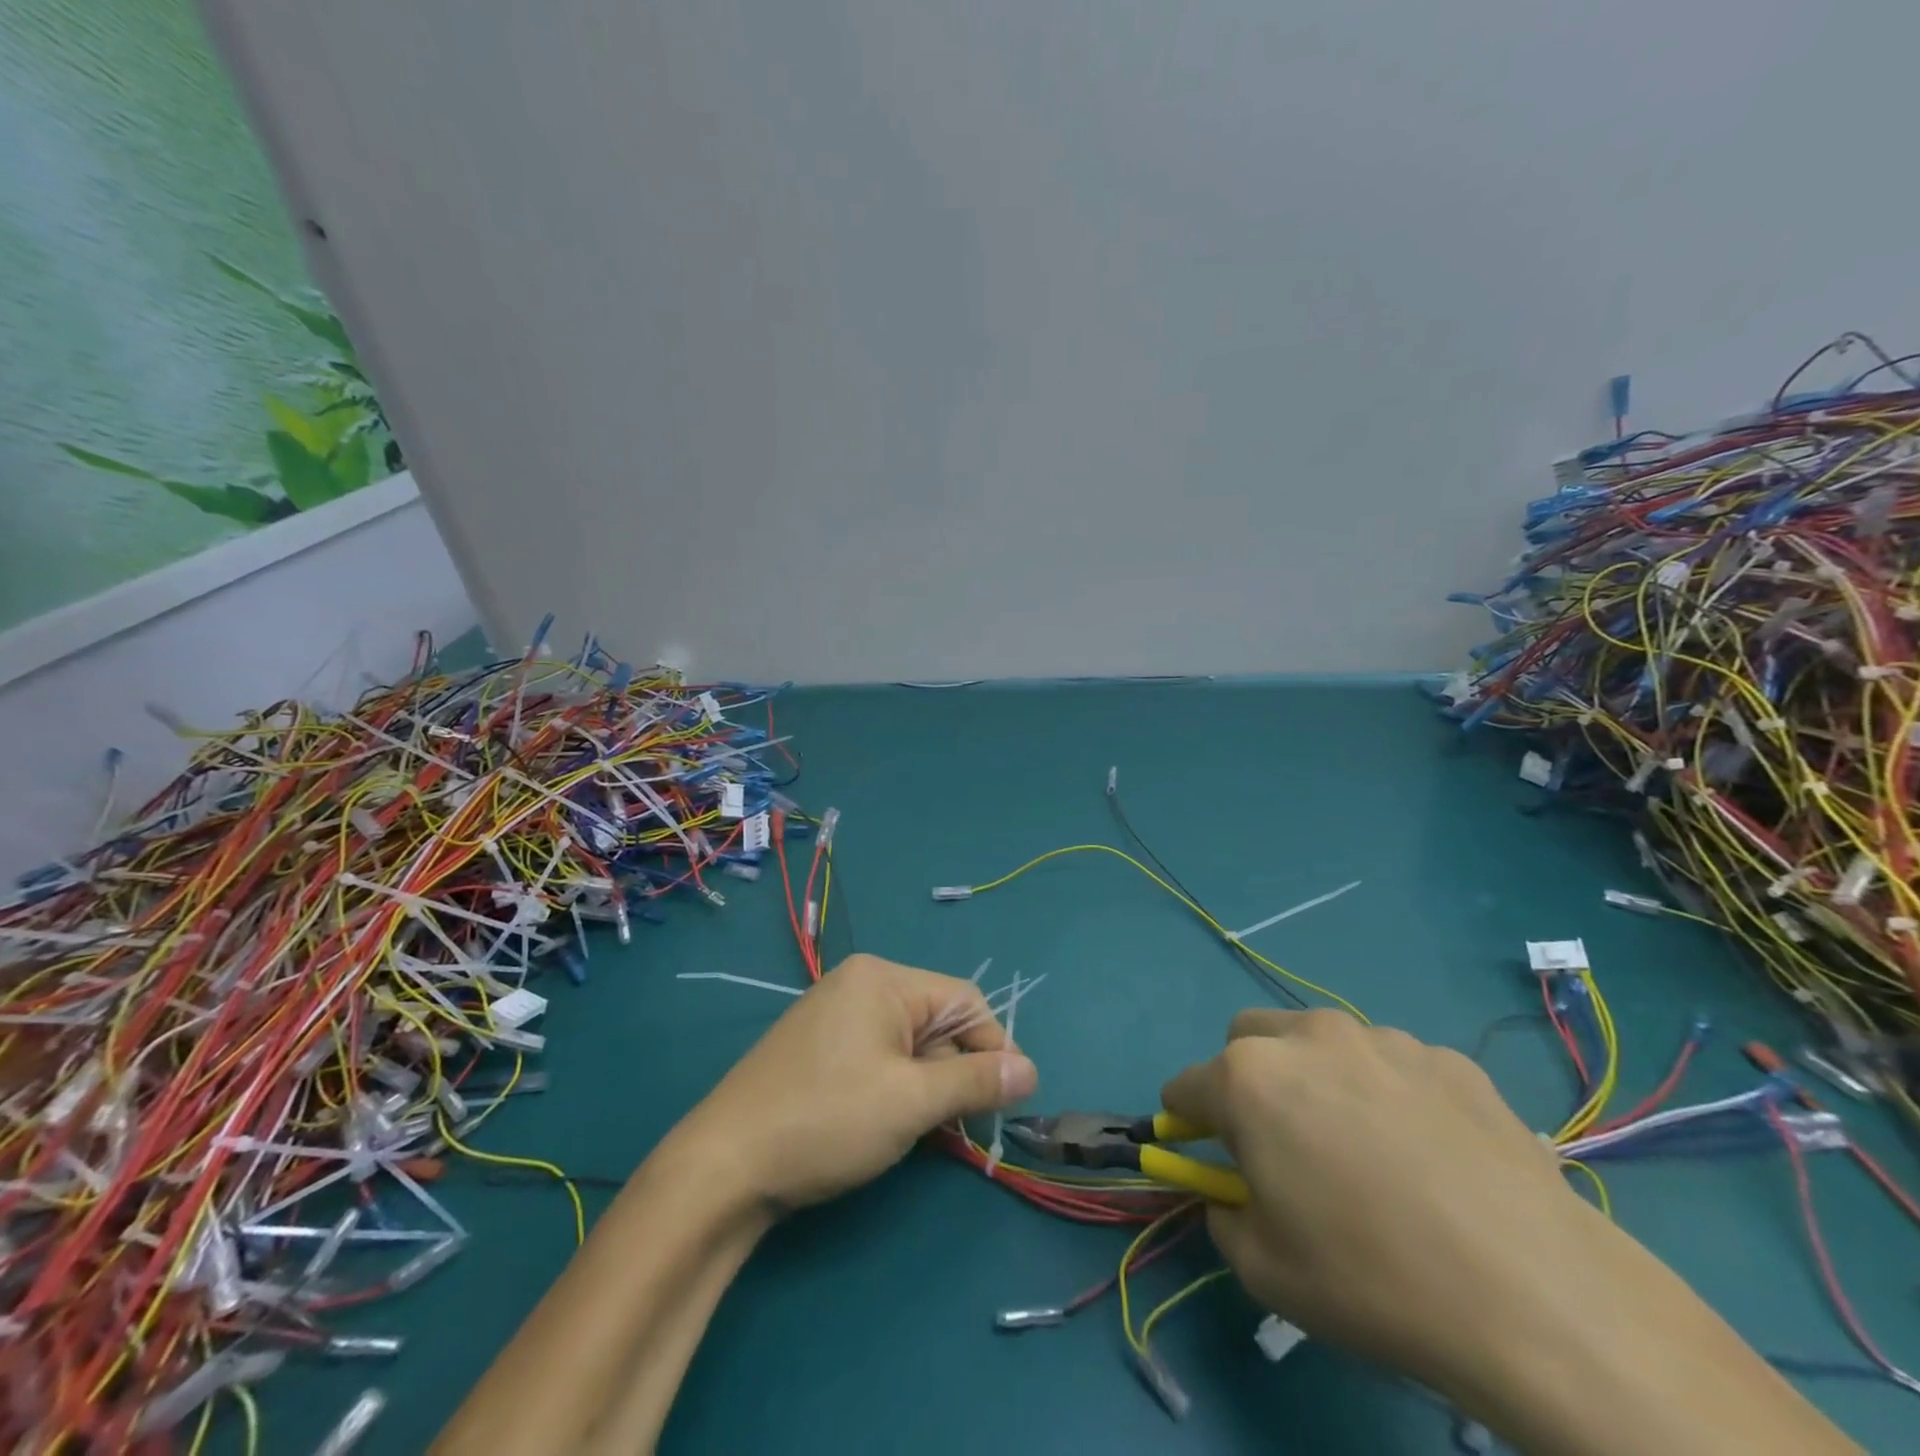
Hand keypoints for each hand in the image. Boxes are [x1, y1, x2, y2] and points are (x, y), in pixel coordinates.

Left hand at [673, 954, 1038, 1210]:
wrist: (723, 1167)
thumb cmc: (827, 1120)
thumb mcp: (912, 1102)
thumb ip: (976, 1082)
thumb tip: (1031, 1071)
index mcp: (882, 979)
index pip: (964, 1000)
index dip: (994, 1047)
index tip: (1010, 1100)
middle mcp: (859, 985)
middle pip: (936, 1020)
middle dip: (957, 1071)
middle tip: (962, 1127)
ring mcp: (834, 1015)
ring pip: (909, 1044)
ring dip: (928, 1086)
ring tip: (924, 1132)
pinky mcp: (819, 1049)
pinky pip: (879, 1057)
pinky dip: (898, 1088)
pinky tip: (890, 1125)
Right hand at [1162, 1008, 1573, 1387]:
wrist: (1536, 1295)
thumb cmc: (1373, 1280)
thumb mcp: (1265, 1270)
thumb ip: (1224, 1216)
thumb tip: (1231, 1196)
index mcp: (1247, 1078)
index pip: (1186, 1087)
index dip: (1186, 1121)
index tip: (1201, 1150)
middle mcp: (1305, 1037)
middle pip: (1246, 1038)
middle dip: (1245, 1079)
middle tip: (1281, 1141)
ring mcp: (1381, 1039)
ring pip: (1320, 1041)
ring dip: (1317, 1077)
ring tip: (1366, 1149)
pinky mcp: (1446, 1057)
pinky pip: (1394, 1065)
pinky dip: (1389, 1093)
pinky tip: (1431, 1156)